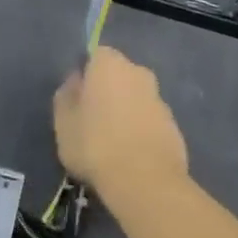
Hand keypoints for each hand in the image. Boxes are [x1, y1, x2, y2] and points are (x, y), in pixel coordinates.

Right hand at [53, 48, 188, 203]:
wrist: (145, 181)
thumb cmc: (95, 144)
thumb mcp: (63, 122)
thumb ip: (66, 96)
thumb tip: (75, 82)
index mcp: (110, 63)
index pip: (95, 56)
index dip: (86, 76)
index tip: (78, 101)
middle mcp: (138, 71)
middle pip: (118, 76)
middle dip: (108, 92)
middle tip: (93, 122)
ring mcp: (159, 98)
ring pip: (136, 98)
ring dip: (127, 112)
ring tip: (113, 145)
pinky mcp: (174, 125)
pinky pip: (150, 121)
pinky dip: (141, 132)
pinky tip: (132, 158)